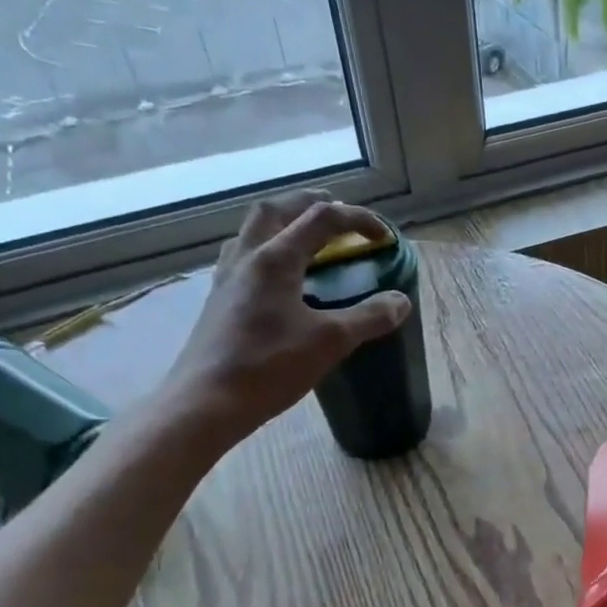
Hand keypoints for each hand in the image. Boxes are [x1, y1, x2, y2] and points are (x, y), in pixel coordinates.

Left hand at [160, 195, 410, 438]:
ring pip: (253, 230)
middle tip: (340, 215)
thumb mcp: (330, 342)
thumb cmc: (269, 367)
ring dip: (284, 222)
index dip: (358, 220)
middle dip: (312, 204)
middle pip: (278, 209)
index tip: (384, 237)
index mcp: (275, 259)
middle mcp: (247, 258)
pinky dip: (267, 250)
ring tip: (307, 238)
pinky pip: (243, 258)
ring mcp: (227, 278)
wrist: (206, 403)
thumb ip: (368, 317)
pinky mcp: (218, 301)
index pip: (322, 219)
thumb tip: (400, 301)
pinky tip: (278, 278)